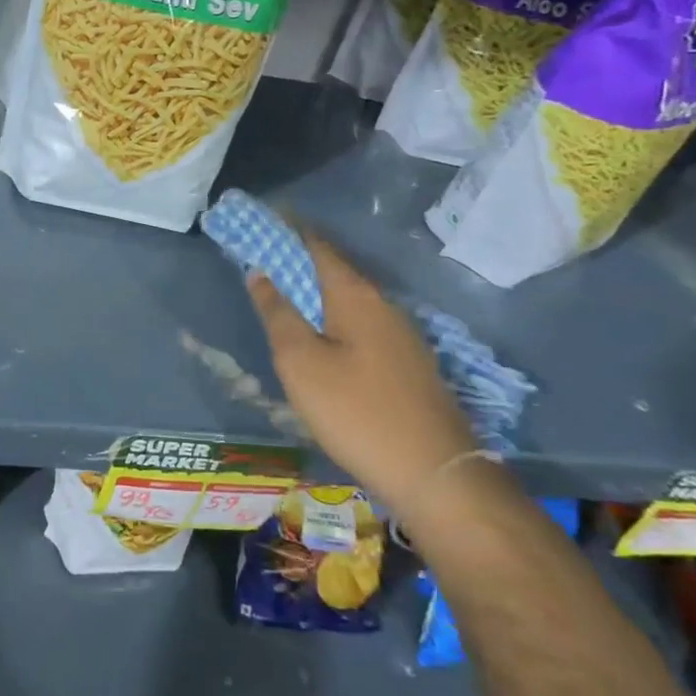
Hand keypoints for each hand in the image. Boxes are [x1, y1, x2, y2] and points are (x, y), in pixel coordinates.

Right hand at [247, 235, 477, 519]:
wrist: (435, 474)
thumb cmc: (356, 411)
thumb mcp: (301, 362)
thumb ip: (278, 313)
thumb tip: (260, 271)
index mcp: (355, 295)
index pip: (317, 245)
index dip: (287, 231)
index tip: (260, 222)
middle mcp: (383, 305)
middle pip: (334, 271)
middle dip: (299, 262)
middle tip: (263, 263)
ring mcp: (402, 336)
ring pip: (350, 301)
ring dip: (317, 293)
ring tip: (286, 300)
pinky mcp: (409, 364)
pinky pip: (363, 325)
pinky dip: (335, 319)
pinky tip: (323, 341)